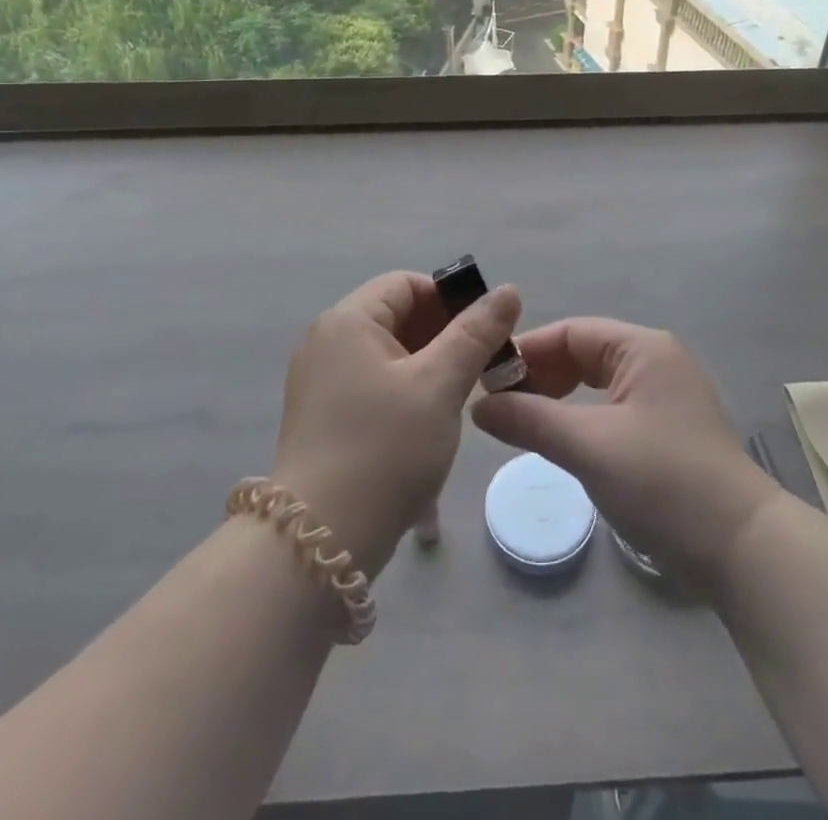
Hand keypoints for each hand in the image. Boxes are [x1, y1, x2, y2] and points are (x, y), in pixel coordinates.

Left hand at [272, 271, 521, 578]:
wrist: (320, 543)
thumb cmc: (385, 449)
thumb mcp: (440, 385)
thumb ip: (476, 333)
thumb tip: (507, 290)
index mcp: (348, 321)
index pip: (406, 284)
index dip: (451, 300)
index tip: (486, 333)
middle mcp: (327, 343)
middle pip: (397, 318)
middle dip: (445, 337)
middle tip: (484, 368)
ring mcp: (320, 383)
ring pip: (390, 357)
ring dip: (430, 369)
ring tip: (463, 400)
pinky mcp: (323, 419)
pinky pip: (374, 388)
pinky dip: (407, 395)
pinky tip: (431, 428)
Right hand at [472, 318, 780, 593]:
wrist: (743, 549)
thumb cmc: (663, 483)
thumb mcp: (589, 447)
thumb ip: (531, 420)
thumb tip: (479, 406)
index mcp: (643, 348)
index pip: (571, 332)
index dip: (527, 352)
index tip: (487, 380)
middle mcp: (657, 361)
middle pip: (585, 353)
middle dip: (541, 375)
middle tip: (500, 406)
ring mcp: (667, 396)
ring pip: (598, 383)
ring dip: (560, 399)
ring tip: (524, 424)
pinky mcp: (670, 430)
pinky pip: (614, 408)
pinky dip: (583, 418)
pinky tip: (563, 441)